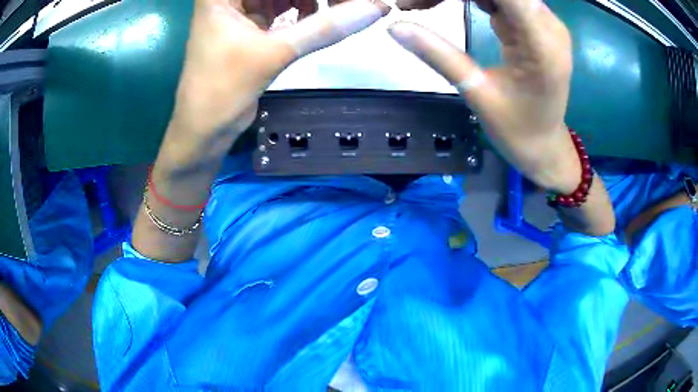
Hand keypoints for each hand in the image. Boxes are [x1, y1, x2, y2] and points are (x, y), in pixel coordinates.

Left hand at [170, 0, 389, 151]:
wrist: (204, 130)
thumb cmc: (222, 90)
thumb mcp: (274, 53)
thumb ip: (325, 28)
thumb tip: (377, 8)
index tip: (339, 1)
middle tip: (345, 3)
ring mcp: (238, 9)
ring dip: (311, 0)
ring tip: (334, 9)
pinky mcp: (248, 24)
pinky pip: (282, 6)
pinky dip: (302, 10)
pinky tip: (316, 16)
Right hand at [387, 0, 578, 192]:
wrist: (544, 146)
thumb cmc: (518, 131)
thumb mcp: (477, 94)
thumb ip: (439, 55)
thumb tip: (394, 26)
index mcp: (540, 43)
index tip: (420, 0)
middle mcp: (546, 23)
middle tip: (411, 4)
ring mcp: (540, 21)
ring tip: (419, 5)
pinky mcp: (531, 24)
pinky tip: (438, 4)